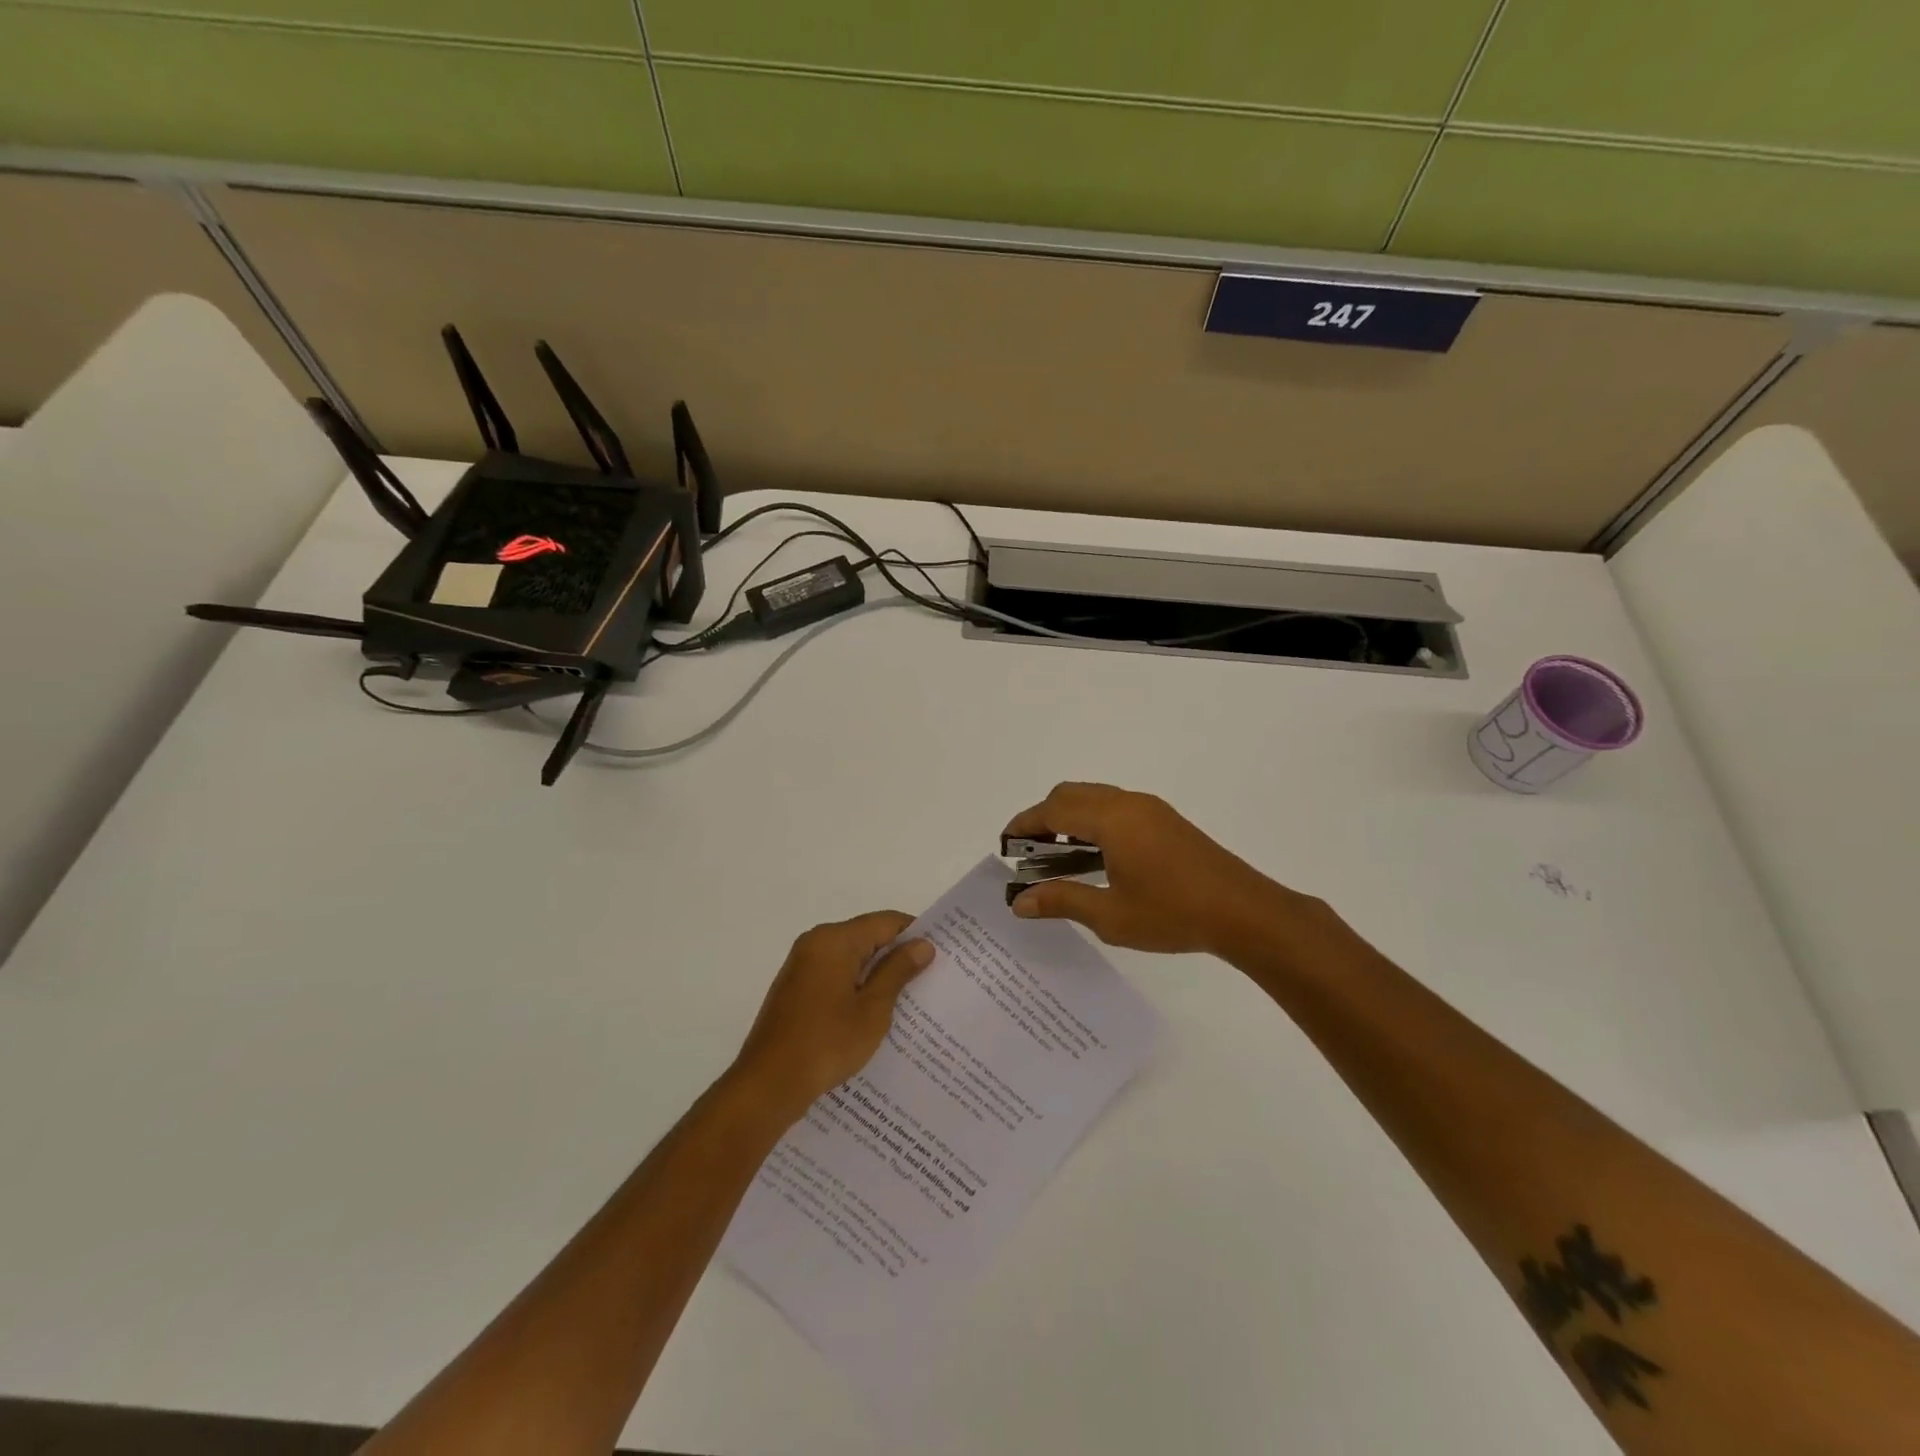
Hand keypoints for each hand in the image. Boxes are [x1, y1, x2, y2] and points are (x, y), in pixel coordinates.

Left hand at [730, 912, 933, 1119]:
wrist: (768, 1085)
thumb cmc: (826, 1043)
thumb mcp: (873, 1009)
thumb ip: (898, 971)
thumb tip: (922, 944)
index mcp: (834, 939)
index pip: (885, 921)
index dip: (915, 934)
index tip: (941, 955)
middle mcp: (815, 943)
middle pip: (867, 937)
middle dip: (897, 956)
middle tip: (931, 979)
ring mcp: (802, 967)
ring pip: (851, 958)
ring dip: (876, 975)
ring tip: (909, 1000)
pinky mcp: (795, 990)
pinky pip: (835, 976)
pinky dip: (856, 987)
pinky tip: (874, 1014)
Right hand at [1004, 782, 1297, 954]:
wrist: (1243, 911)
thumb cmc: (1172, 913)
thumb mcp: (1110, 914)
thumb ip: (1062, 901)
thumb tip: (1020, 901)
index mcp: (1111, 819)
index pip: (1053, 810)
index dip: (1024, 824)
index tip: (1005, 844)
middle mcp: (1128, 803)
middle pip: (1071, 794)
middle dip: (1043, 817)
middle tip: (1029, 852)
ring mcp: (1151, 808)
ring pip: (1095, 797)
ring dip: (1070, 818)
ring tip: (1059, 857)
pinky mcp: (1166, 820)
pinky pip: (1116, 806)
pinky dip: (1093, 821)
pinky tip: (1097, 857)